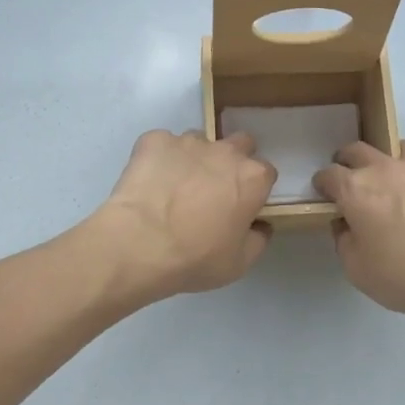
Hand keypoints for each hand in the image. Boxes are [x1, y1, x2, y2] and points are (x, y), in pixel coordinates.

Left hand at [91, 129, 276, 302]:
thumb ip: (258, 240)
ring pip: (198, 142)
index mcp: (252, 178)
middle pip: (239, 143)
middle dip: (232, 160)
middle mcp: (225, 151)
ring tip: (174, 186)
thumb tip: (260, 226)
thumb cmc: (195, 257)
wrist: (139, 243)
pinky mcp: (154, 140)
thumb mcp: (238, 263)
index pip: (265, 173)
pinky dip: (159, 158)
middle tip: (214, 188)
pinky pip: (162, 144)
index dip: (254, 189)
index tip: (242, 205)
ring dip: (194, 158)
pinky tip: (149, 181)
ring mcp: (188, 141)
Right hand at [313, 140, 404, 327]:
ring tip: (396, 182)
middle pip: (360, 150)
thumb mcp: (357, 270)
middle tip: (352, 179)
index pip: (329, 174)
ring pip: (402, 149)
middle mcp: (387, 169)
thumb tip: (347, 225)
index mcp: (356, 189)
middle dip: (349, 160)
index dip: (323, 183)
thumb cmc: (404, 276)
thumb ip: (345, 241)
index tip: (324, 193)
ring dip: (392, 161)